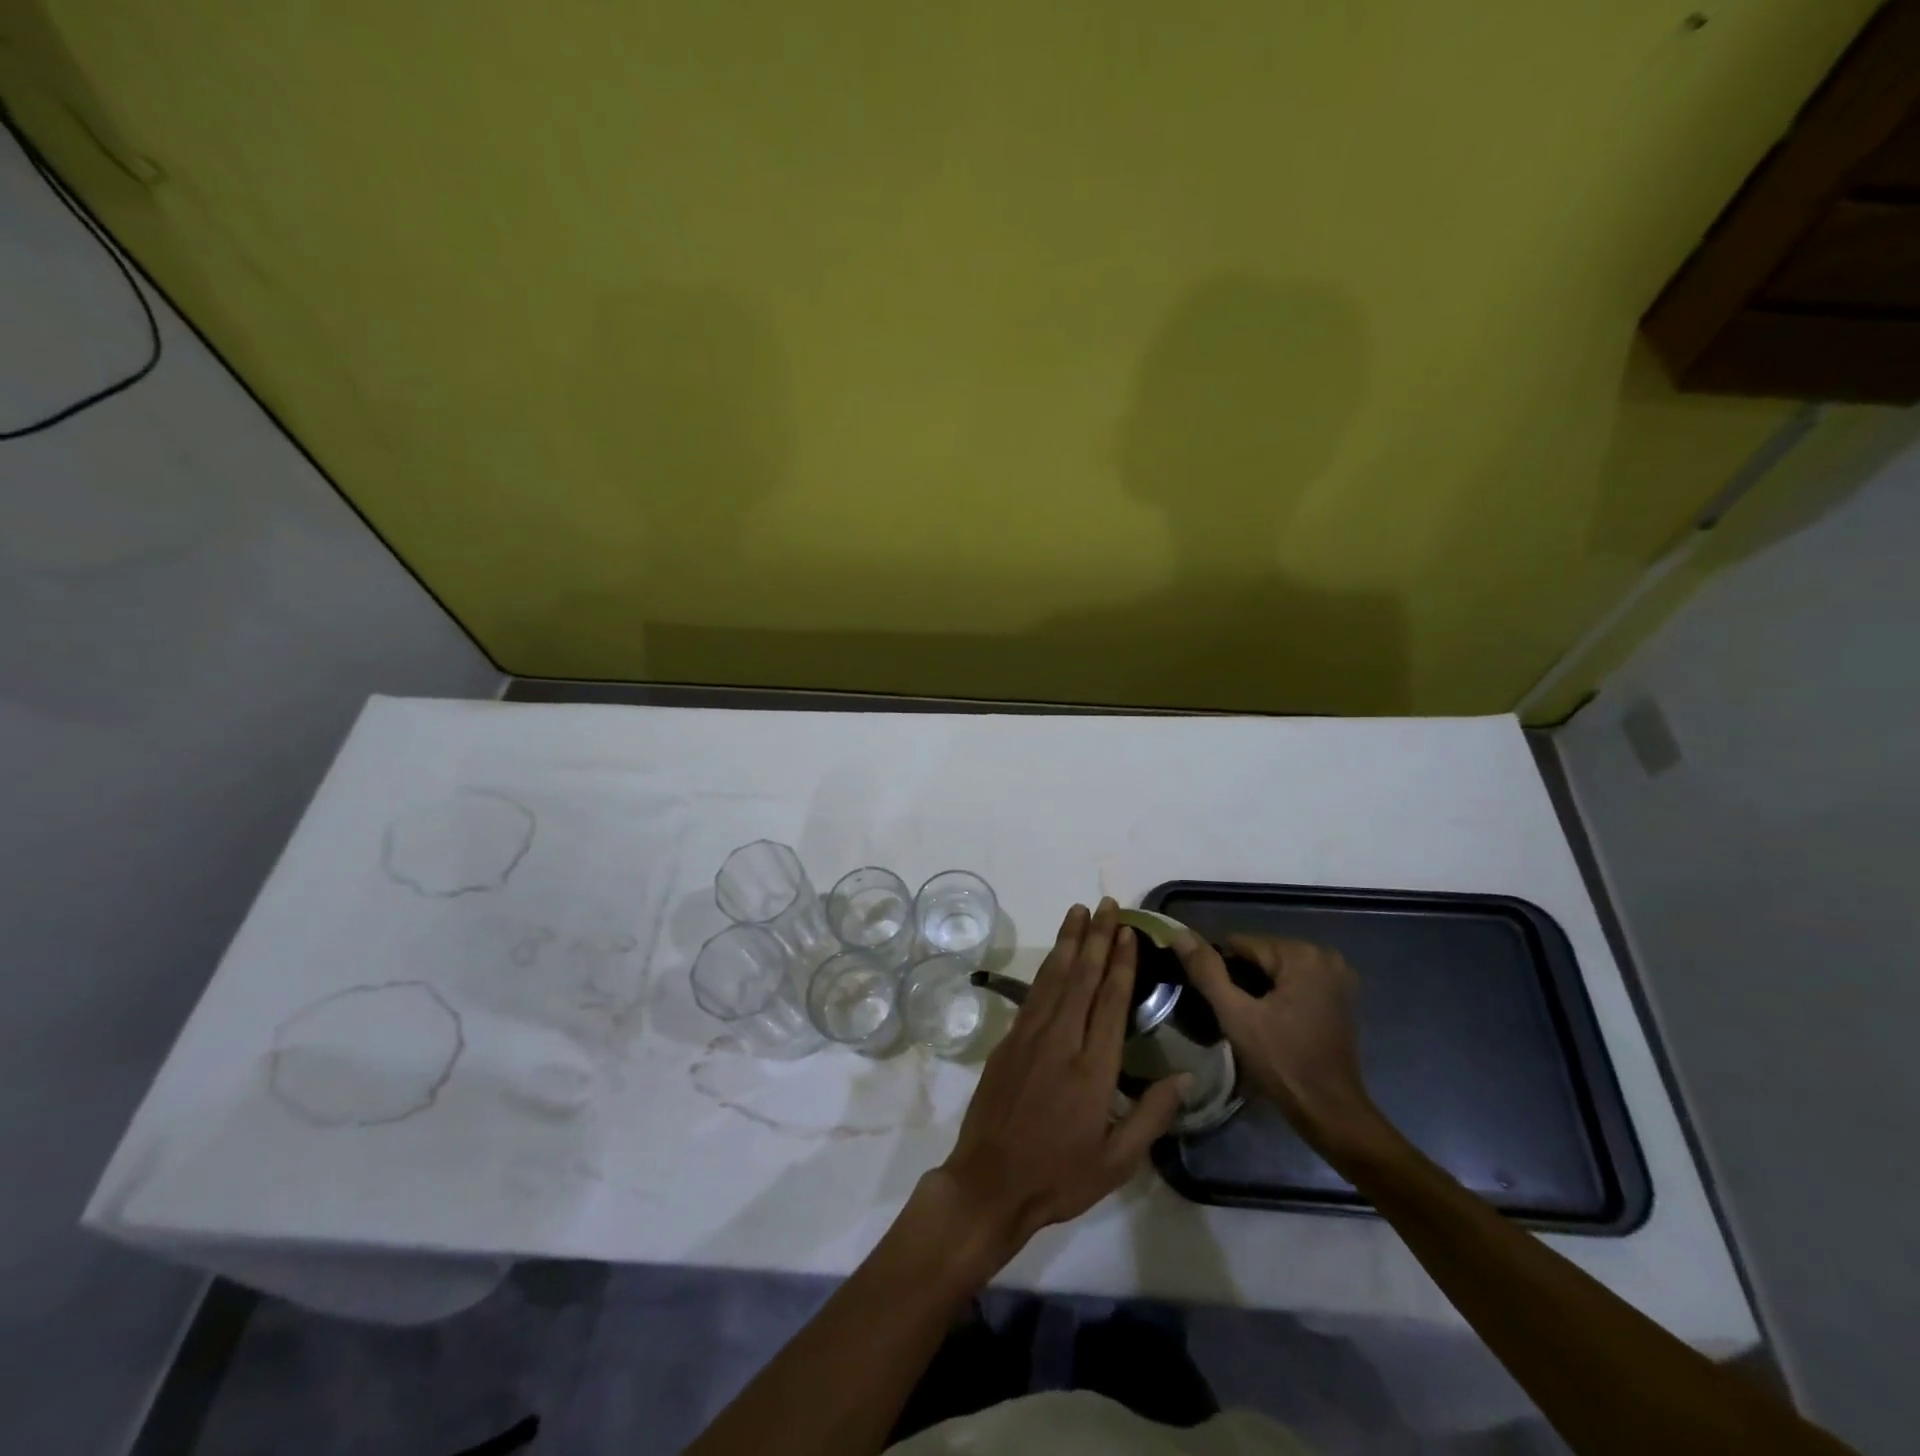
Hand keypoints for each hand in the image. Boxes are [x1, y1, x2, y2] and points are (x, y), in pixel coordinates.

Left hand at [935, 899, 1187, 1263]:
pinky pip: (1033, 994)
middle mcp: (1061, 1041)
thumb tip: (1184, 1076)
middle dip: (1097, 938)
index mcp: (1093, 1069)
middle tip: (1107, 905)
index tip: (1129, 932)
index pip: (1111, 1002)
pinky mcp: (1008, 1041)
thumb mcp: (1117, 1161)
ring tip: (1079, 912)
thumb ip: (1152, 1116)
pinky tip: (1055, 955)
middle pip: (1082, 978)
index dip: (1122, 963)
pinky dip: (1047, 968)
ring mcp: (1029, 1037)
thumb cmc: (1059, 1177)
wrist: (989, 1183)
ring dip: (1068, 942)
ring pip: (1054, 978)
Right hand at [1174, 931, 1385, 1155]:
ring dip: (1259, 989)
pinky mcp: (1341, 996)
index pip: (1242, 944)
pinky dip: (1279, 996)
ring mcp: (1337, 976)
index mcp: (1302, 955)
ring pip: (1276, 969)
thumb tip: (1178, 934)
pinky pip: (1295, 982)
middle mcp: (1325, 956)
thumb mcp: (1236, 1015)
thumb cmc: (1282, 1062)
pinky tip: (1274, 1023)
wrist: (1330, 1112)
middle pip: (1261, 955)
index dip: (1223, 971)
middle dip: (1243, 980)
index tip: (1220, 1003)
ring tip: (1252, 1022)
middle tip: (1236, 1016)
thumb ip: (1206, 971)